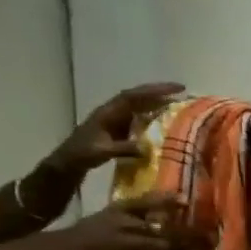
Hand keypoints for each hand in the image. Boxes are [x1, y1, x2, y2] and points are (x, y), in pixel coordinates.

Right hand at [42, 194, 205, 249]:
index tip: (186, 200)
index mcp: (121, 209)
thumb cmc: (90, 231)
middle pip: (161, 227)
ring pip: (159, 245)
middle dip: (184, 233)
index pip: (147, 201)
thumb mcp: (110, 215)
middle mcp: (125, 223)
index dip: (167, 201)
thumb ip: (135, 215)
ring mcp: (124, 243)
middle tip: (206, 236)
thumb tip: (162, 217)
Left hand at [50, 83, 184, 174]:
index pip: (134, 96)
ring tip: (177, 103)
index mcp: (109, 112)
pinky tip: (164, 120)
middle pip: (138, 96)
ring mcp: (116, 118)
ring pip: (139, 105)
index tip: (176, 89)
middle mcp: (113, 110)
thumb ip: (123, 149)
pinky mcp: (119, 127)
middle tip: (181, 90)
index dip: (154, 91)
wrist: (69, 160)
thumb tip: (147, 148)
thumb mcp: (102, 152)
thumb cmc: (83, 154)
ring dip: (156, 102)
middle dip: (159, 92)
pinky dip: (152, 115)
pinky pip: (139, 116)